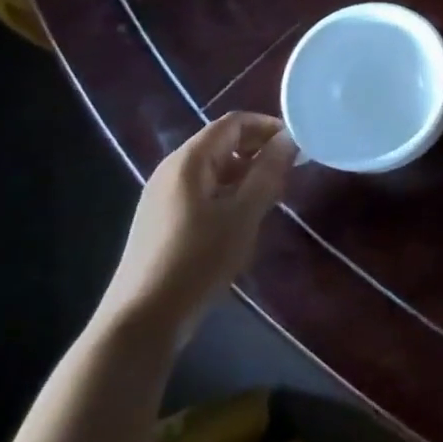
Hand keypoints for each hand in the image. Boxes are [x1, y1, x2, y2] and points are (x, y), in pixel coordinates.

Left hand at [96, 113, 297, 346]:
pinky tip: (244, 218)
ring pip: (214, 168)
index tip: (298, 145)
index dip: (268, 126)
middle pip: (223, 143)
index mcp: (189, 160)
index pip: (234, 123)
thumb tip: (289, 139)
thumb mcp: (244, 214)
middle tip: (290, 171)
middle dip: (259, 150)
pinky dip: (230, 191)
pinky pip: (203, 189)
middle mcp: (172, 169)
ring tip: (273, 196)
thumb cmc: (198, 259)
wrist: (143, 318)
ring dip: (247, 173)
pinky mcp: (163, 218)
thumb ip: (269, 172)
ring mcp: (164, 194)